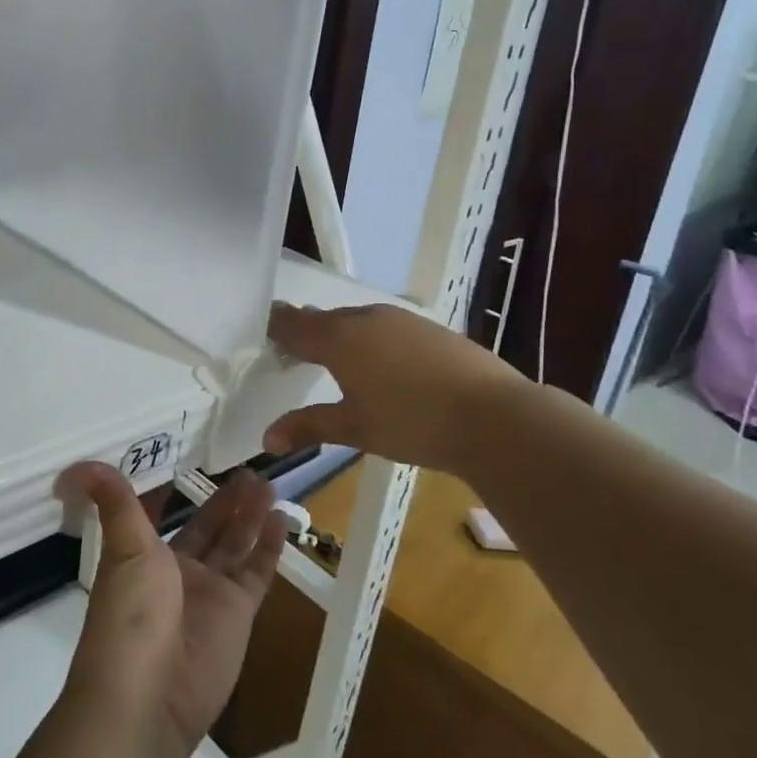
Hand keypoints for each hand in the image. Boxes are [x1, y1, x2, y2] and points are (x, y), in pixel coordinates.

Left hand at [58, 464, 286, 757]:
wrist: (148, 695)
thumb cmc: (130, 613)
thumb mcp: (124, 548)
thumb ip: (116, 503)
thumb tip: (82, 464)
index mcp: (145, 555)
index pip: (165, 516)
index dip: (178, 493)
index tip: (194, 460)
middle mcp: (179, 571)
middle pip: (209, 527)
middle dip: (227, 500)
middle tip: (249, 467)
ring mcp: (211, 593)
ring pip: (236, 544)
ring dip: (250, 515)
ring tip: (267, 481)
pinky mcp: (239, 614)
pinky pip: (257, 572)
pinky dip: (269, 546)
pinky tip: (280, 517)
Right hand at [261, 301, 526, 469]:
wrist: (494, 416)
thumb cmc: (411, 423)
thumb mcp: (354, 429)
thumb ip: (309, 427)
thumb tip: (267, 439)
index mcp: (338, 338)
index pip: (293, 324)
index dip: (275, 328)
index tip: (262, 333)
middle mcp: (365, 318)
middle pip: (324, 319)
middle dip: (306, 332)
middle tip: (293, 350)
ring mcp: (400, 319)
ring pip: (356, 320)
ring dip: (340, 334)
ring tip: (335, 357)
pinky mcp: (428, 327)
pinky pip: (384, 326)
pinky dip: (370, 338)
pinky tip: (381, 363)